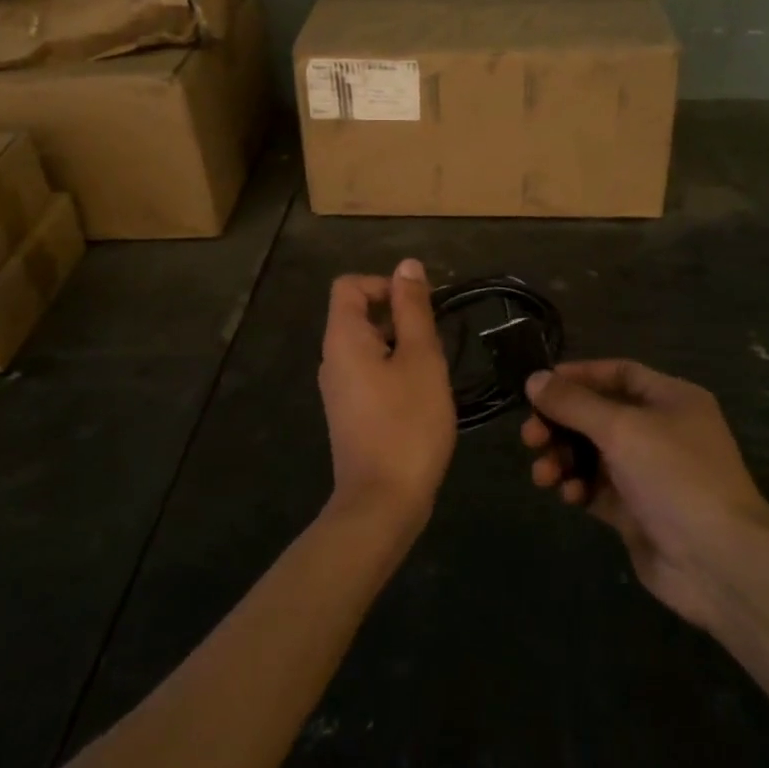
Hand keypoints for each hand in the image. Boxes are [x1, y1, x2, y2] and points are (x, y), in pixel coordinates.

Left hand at [318, 259, 456, 533]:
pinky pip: (370, 374)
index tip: (419, 307)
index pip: (350, 285)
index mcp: (343, 338)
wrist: (383, 502)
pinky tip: (422, 397)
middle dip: (400, 317)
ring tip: (433, 371)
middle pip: (360, 315)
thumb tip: (407, 266)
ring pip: (370, 347)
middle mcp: (333, 359)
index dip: (384, 284)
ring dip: (402, 347)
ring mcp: (339, 389)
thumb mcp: (421, 358)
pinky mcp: (350, 413)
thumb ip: (413, 309)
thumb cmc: (407, 423)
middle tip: (436, 342)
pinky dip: (395, 372)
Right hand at [522, 360, 768, 630]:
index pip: (618, 374)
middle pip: (598, 415)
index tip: (539, 386)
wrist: (719, 562)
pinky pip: (597, 488)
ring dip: (562, 458)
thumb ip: (574, 403)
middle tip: (530, 436)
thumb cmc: (675, 476)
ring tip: (542, 473)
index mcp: (670, 399)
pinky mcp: (637, 511)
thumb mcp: (621, 428)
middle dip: (561, 424)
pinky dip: (578, 487)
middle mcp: (661, 431)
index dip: (578, 376)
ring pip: (592, 454)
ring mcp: (649, 473)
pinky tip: (568, 495)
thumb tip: (534, 379)